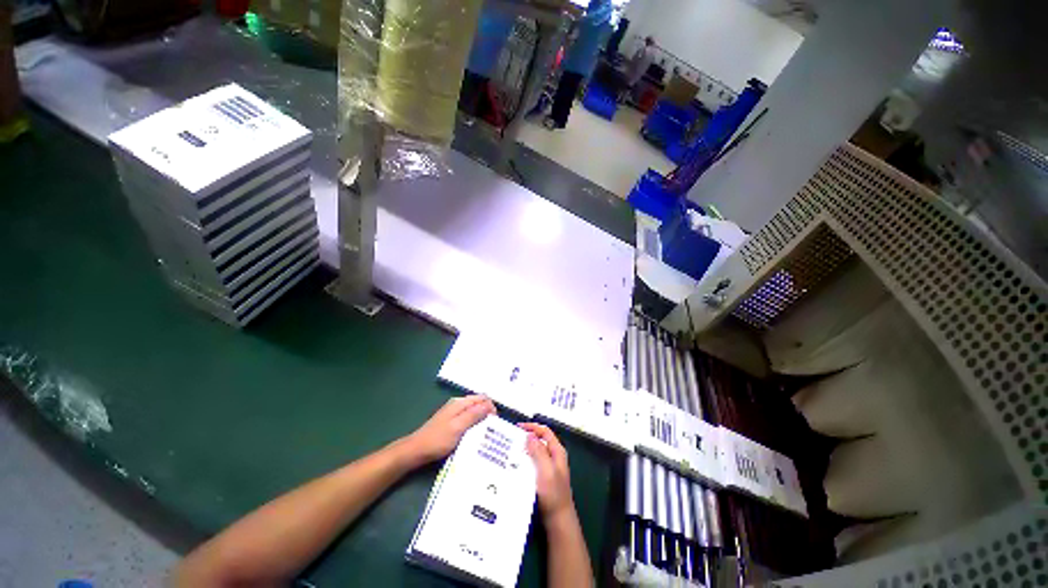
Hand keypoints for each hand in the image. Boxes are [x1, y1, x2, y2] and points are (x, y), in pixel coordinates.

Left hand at [401, 395, 495, 465]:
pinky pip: (467, 420)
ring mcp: (453, 413)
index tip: (496, 422)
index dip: (491, 407)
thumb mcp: (458, 427)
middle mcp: (458, 404)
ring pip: (474, 412)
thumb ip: (474, 415)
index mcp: (460, 403)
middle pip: (478, 404)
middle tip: (493, 429)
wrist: (416, 450)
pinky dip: (474, 425)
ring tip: (487, 433)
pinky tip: (475, 436)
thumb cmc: (438, 439)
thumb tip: (489, 404)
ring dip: (481, 420)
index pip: (482, 398)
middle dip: (487, 413)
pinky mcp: (451, 422)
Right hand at [519, 423, 573, 521]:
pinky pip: (533, 464)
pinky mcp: (543, 478)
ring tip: (510, 452)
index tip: (518, 428)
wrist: (558, 520)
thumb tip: (530, 436)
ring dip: (524, 450)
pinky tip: (515, 467)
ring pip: (535, 453)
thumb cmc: (553, 494)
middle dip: (526, 438)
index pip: (545, 432)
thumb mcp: (546, 470)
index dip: (533, 427)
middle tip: (511, 440)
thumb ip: (539, 452)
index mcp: (557, 452)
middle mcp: (554, 457)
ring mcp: (549, 468)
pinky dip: (525, 462)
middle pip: (540, 441)